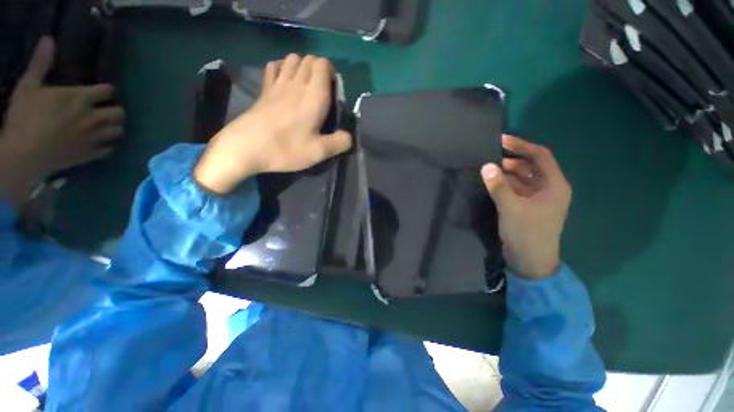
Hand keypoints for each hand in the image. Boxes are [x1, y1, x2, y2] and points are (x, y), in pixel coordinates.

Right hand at [0, 37, 124, 204]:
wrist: (24, 155)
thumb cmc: (24, 118)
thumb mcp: (28, 87)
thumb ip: (40, 64)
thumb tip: (48, 39)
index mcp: (79, 98)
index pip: (107, 91)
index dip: (107, 91)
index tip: (104, 92)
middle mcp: (92, 117)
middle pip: (119, 113)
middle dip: (116, 110)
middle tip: (108, 110)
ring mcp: (93, 137)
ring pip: (118, 131)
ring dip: (115, 127)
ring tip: (107, 126)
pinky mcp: (90, 154)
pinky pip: (109, 149)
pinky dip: (108, 146)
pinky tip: (102, 143)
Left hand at [194, 54, 351, 193]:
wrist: (246, 147)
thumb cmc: (286, 149)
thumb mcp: (319, 152)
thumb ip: (339, 143)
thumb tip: (349, 137)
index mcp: (313, 95)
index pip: (324, 64)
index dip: (331, 74)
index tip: (333, 93)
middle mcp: (296, 82)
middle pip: (309, 59)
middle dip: (319, 71)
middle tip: (322, 94)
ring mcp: (277, 83)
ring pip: (292, 59)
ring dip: (302, 68)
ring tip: (306, 88)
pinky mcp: (264, 89)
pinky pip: (274, 67)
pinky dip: (283, 69)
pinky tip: (285, 84)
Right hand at [481, 135, 571, 278]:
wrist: (530, 261)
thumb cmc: (526, 233)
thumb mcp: (511, 207)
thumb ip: (498, 185)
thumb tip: (487, 166)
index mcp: (554, 185)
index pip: (540, 156)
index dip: (521, 146)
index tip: (501, 140)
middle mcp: (549, 188)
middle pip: (531, 166)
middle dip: (512, 158)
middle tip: (490, 155)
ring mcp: (538, 198)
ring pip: (523, 177)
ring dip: (507, 171)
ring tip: (488, 167)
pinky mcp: (528, 206)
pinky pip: (517, 188)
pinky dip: (506, 183)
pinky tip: (492, 181)